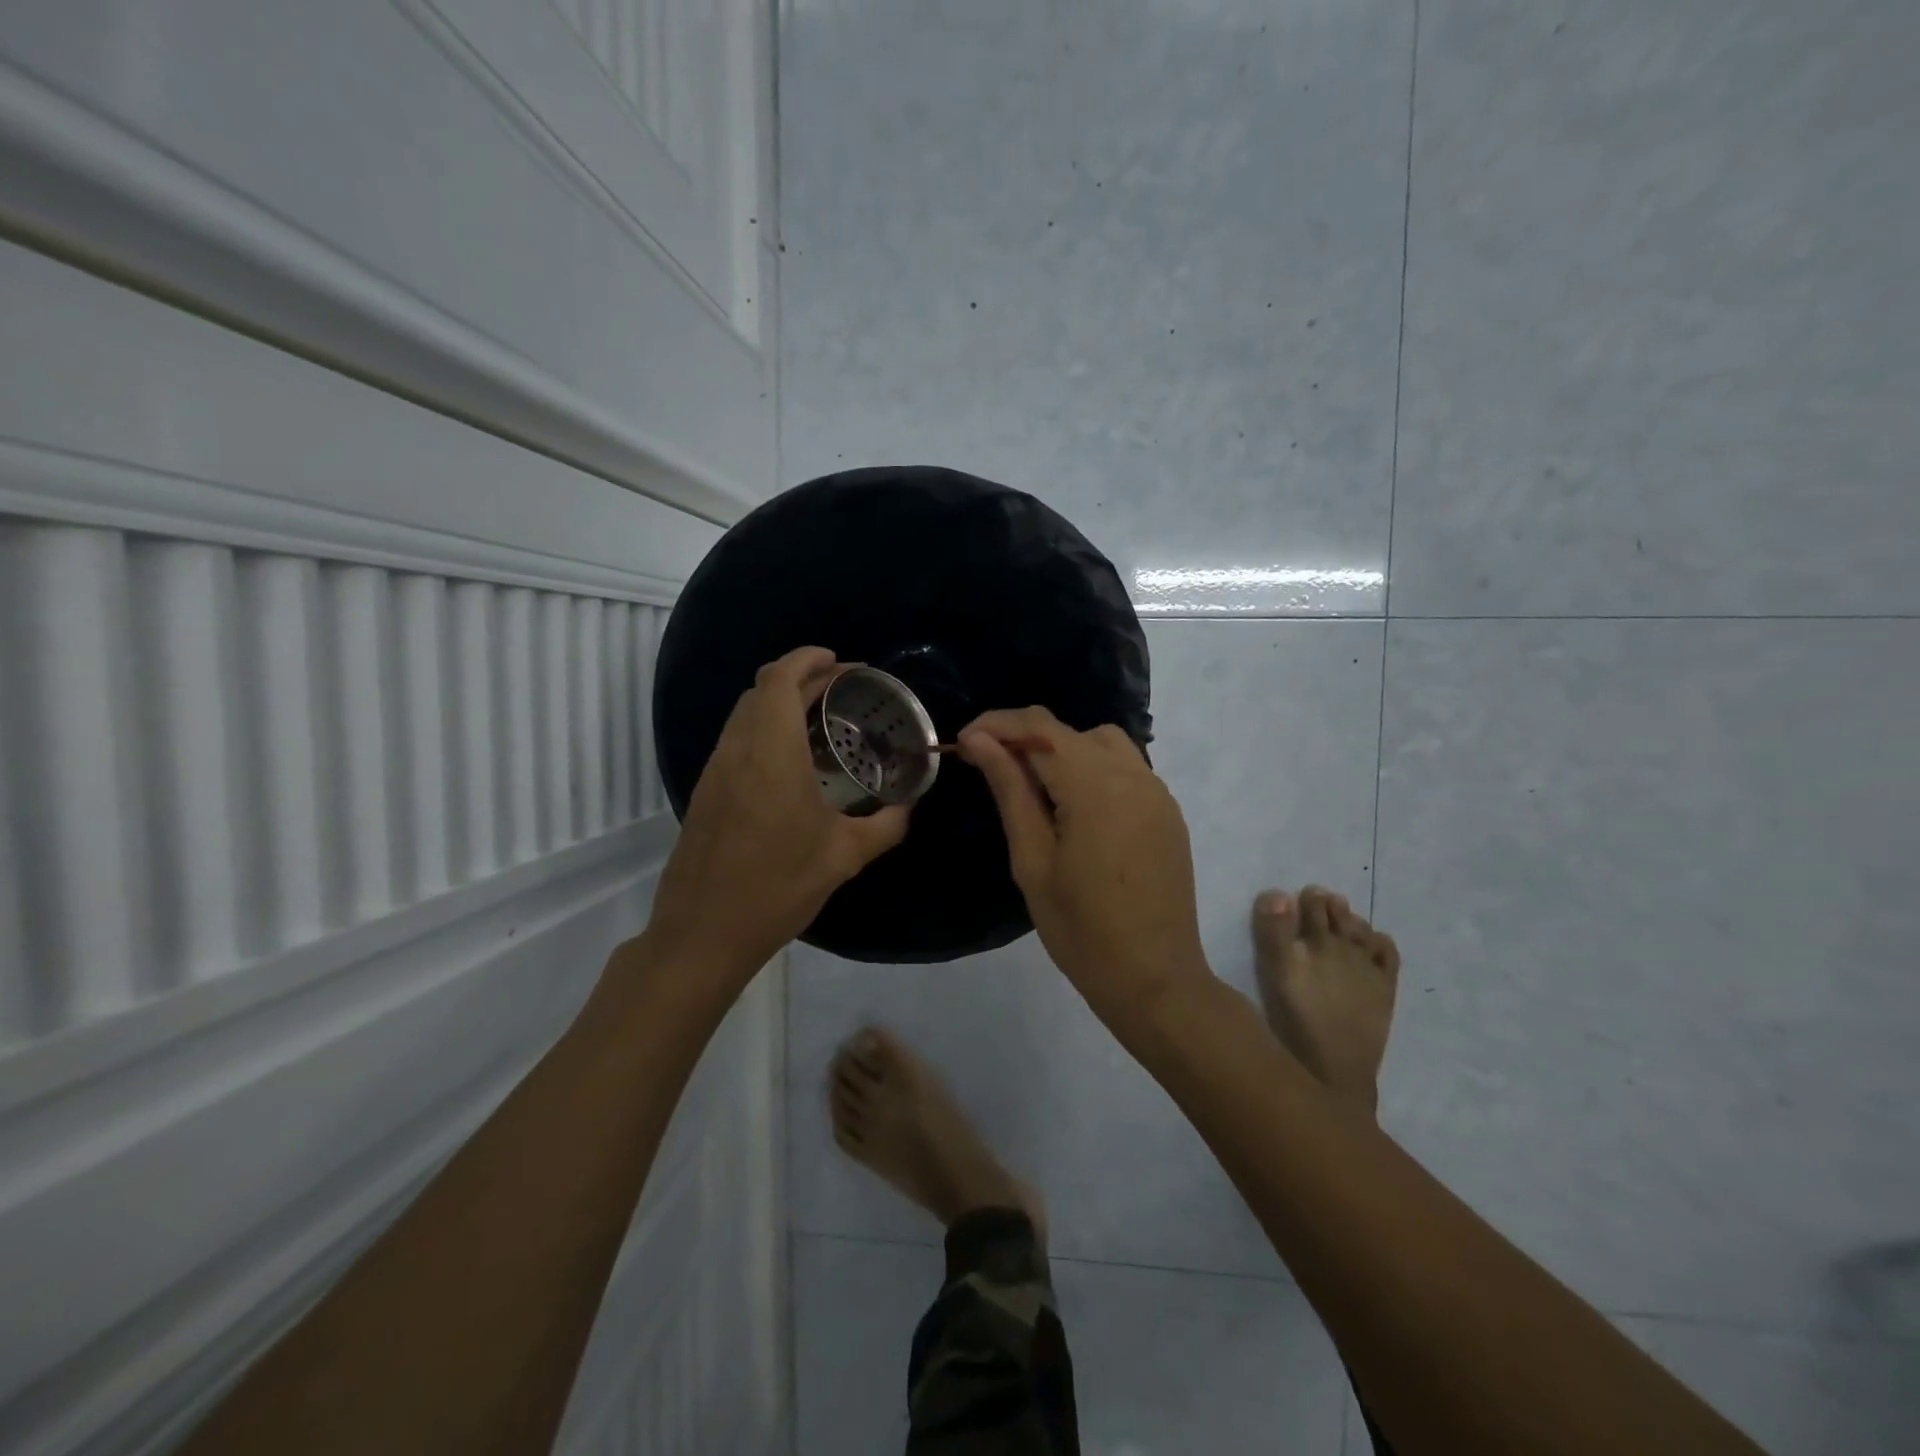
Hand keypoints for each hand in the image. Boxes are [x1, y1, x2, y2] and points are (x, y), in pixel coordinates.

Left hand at [641, 647, 909, 983]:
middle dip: (801, 677)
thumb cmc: (777, 887)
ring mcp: (716, 770)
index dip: (808, 659)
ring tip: (822, 720)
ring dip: (780, 702)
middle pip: (762, 689)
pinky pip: (737, 740)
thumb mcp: (844, 856)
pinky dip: (766, 729)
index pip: (780, 679)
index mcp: (771, 752)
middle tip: (842, 689)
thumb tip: (910, 805)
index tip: (841, 662)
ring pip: (745, 713)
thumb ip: (886, 825)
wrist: (703, 933)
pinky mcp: (706, 792)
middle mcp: (738, 750)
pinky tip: (794, 762)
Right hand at [958, 707, 1212, 1035]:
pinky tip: (1077, 811)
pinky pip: (1126, 769)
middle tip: (993, 772)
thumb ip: (1010, 790)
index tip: (964, 743)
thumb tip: (980, 740)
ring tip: (1037, 791)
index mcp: (1095, 786)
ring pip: (1102, 743)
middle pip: (1070, 731)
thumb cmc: (1081, 929)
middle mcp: (1132, 775)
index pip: (1039, 726)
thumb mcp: (1032, 860)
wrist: (1155, 979)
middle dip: (1026, 740)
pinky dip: (1093, 771)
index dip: (997, 724)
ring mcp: (1157, 792)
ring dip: (1063, 752)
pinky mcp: (1168, 811)